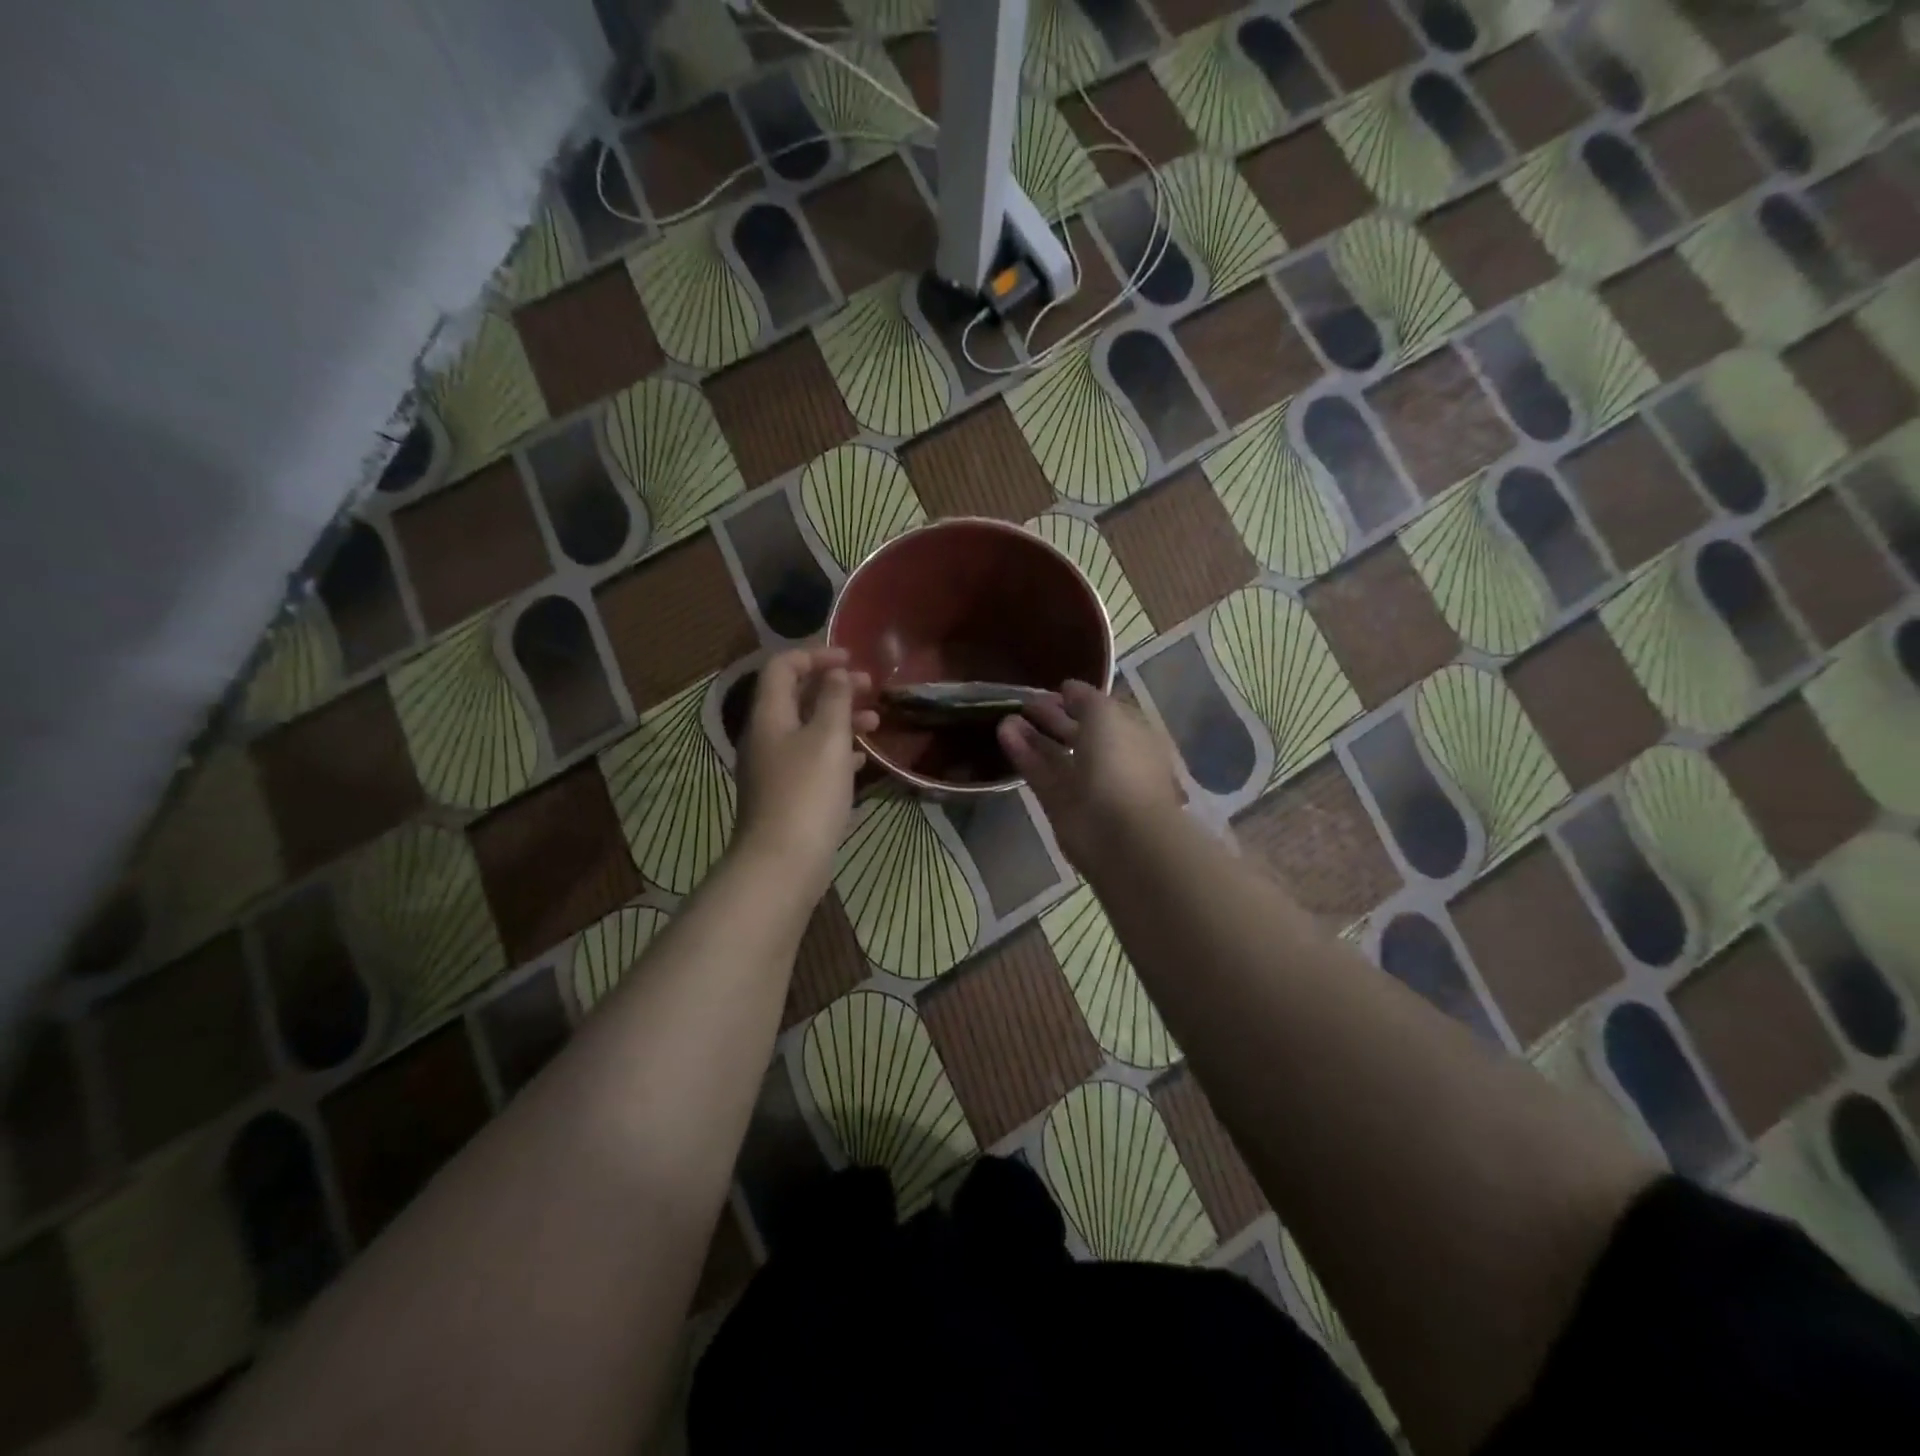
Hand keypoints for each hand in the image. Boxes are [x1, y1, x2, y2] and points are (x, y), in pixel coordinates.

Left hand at [734, 647, 878, 899]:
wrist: (782, 863)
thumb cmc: (807, 793)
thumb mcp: (827, 737)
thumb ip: (834, 699)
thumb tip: (837, 674)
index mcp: (769, 715)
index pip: (783, 666)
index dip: (815, 655)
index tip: (851, 659)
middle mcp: (766, 736)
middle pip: (797, 697)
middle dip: (834, 687)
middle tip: (871, 688)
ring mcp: (774, 767)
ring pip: (808, 729)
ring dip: (840, 719)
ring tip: (875, 723)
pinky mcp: (786, 794)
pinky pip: (812, 759)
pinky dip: (837, 750)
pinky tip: (862, 760)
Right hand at [997, 680, 1182, 870]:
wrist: (1120, 833)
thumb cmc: (1122, 763)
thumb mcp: (1106, 714)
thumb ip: (1085, 699)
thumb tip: (1069, 688)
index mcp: (1133, 736)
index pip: (1106, 713)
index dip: (1082, 701)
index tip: (1056, 689)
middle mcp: (1111, 759)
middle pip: (1079, 734)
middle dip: (1054, 717)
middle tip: (1025, 702)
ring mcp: (1086, 785)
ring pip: (1056, 755)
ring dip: (1032, 735)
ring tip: (1005, 715)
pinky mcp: (1061, 805)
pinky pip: (1040, 773)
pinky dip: (1023, 753)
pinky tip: (1003, 731)